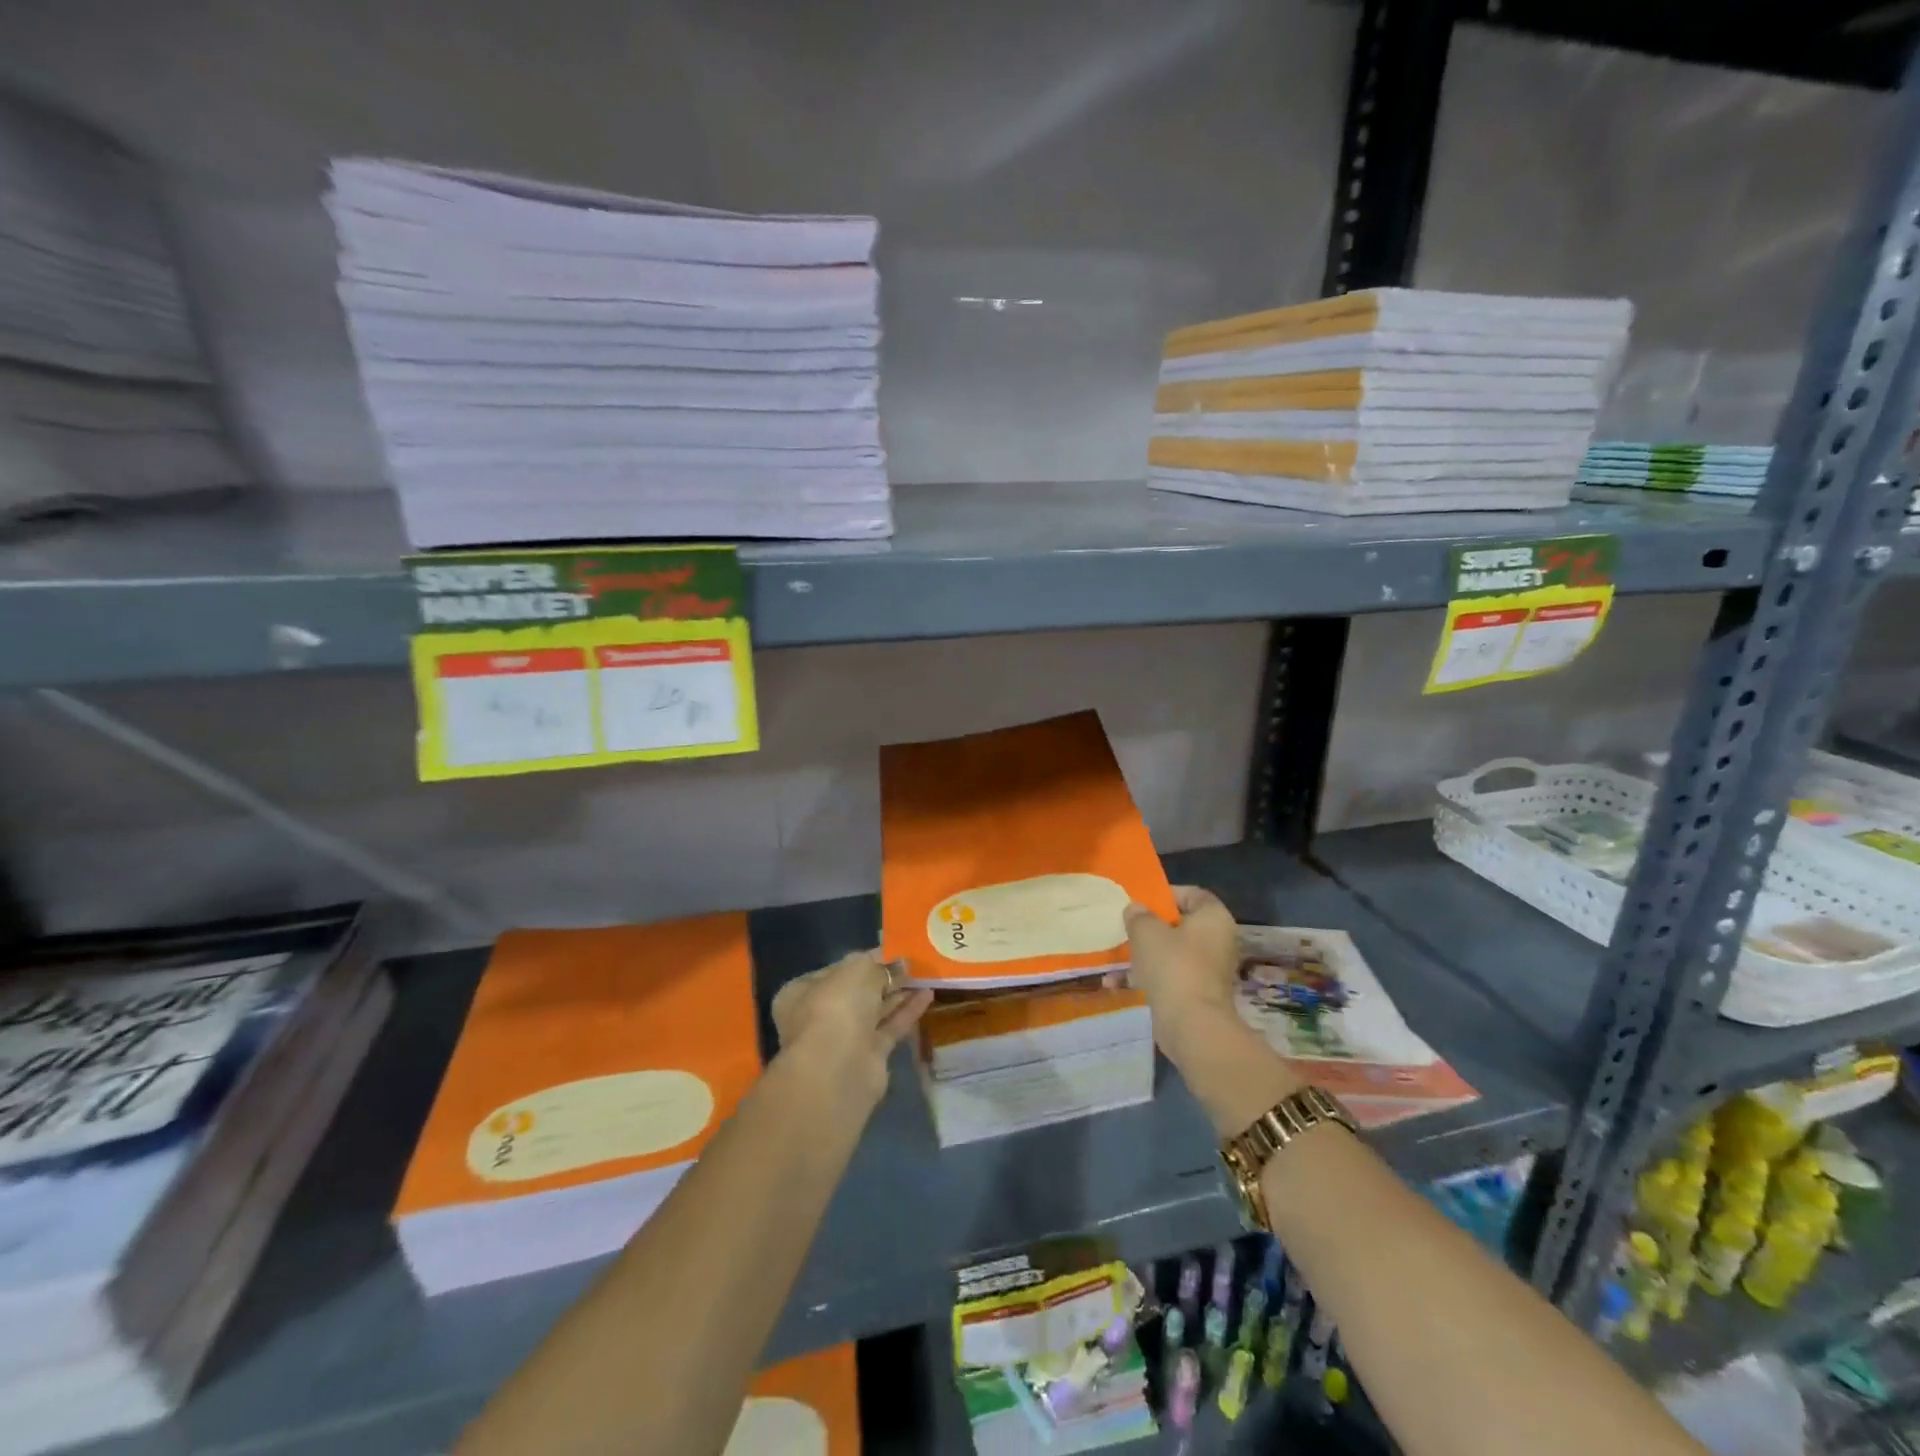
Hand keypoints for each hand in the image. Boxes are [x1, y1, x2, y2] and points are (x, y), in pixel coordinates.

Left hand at [771, 950, 932, 1109]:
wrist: (837, 1069)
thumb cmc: (837, 1007)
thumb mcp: (858, 969)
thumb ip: (878, 964)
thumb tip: (897, 964)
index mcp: (803, 991)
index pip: (837, 969)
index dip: (865, 959)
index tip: (892, 951)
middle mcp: (820, 1015)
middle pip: (858, 991)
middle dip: (884, 977)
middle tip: (913, 963)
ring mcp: (844, 1038)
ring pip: (875, 1010)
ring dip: (899, 993)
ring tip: (926, 975)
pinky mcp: (868, 1057)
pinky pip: (890, 1027)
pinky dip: (908, 1012)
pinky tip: (928, 995)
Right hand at [1114, 885, 1243, 1057]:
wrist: (1192, 1025)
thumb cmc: (1173, 967)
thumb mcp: (1146, 932)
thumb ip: (1138, 915)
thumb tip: (1135, 909)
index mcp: (1213, 918)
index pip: (1192, 894)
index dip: (1165, 894)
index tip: (1141, 901)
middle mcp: (1217, 940)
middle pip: (1180, 924)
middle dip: (1150, 926)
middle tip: (1126, 926)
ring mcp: (1208, 969)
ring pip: (1171, 952)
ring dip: (1143, 953)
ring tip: (1116, 955)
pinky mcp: (1196, 993)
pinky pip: (1168, 976)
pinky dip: (1146, 977)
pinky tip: (1116, 983)